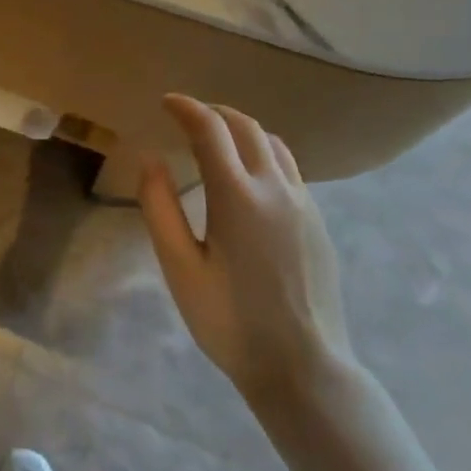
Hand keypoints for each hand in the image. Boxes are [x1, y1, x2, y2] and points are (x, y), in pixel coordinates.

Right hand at [139, 95, 352, 403]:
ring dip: (242, 129)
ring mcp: (304, 204)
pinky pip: (290, 168)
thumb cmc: (231, 322)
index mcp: (238, 196)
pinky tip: (249, 176)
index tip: (166, 102)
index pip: (210, 129)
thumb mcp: (179, 267)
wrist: (304, 368)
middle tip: (187, 116)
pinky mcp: (318, 222)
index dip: (186, 108)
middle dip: (214, 112)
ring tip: (217, 138)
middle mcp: (276, 188)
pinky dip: (263, 153)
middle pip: (246, 127)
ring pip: (274, 144)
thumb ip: (160, 208)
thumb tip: (153, 160)